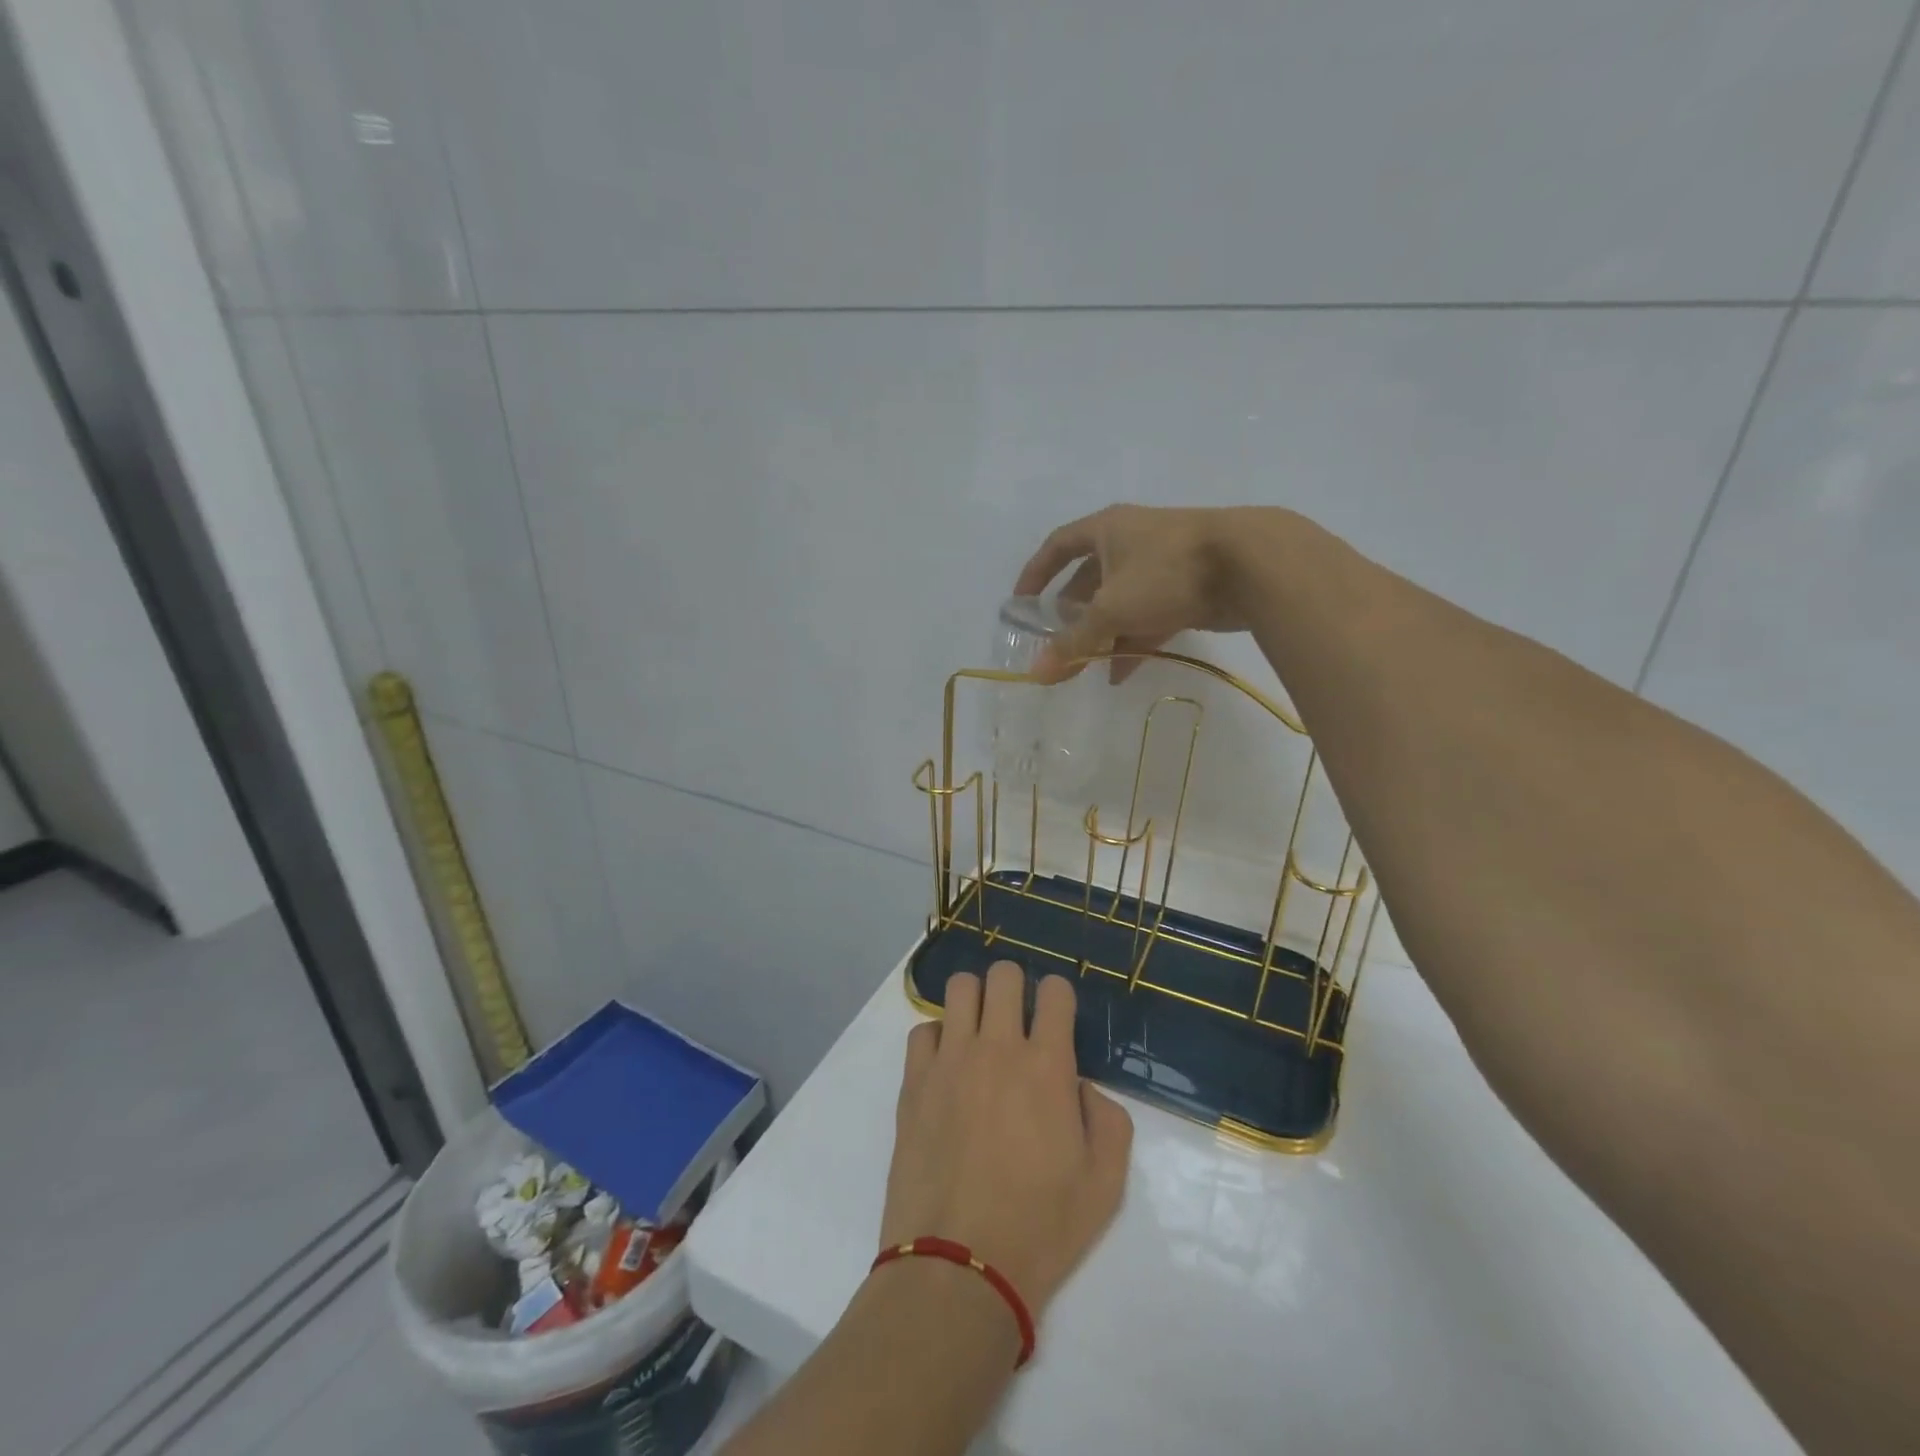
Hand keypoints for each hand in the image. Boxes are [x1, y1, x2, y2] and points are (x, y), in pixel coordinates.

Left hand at [882, 963, 1132, 1317]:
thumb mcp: (1106, 1184)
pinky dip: (938, 1038)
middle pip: (1003, 975)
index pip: (1055, 991)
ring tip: (979, 1032)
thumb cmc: (1040, 1227)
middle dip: (1015, 987)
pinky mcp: (914, 1081)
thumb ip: (1108, 1120)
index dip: (1059, 997)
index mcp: (1047, 1066)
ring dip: (974, 1000)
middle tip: (1017, 1019)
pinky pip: (922, 1029)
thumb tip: (1081, 1086)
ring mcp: (950, 1060)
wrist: (960, 1265)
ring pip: (959, 988)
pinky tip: (946, 1067)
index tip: (1056, 1018)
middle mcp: (997, 1048)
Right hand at [1014, 504, 1273, 682]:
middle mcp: (1130, 541)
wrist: (1250, 565)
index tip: (1021, 604)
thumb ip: (1073, 642)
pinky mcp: (1186, 588)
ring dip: (1102, 633)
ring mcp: (1161, 565)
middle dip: (1072, 614)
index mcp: (1106, 530)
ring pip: (1120, 601)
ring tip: (1086, 666)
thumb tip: (1036, 673)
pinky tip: (1121, 673)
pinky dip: (1133, 641)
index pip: (1058, 545)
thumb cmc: (1166, 572)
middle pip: (1089, 579)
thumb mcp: (1111, 608)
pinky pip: (1148, 616)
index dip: (1036, 573)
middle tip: (1058, 644)